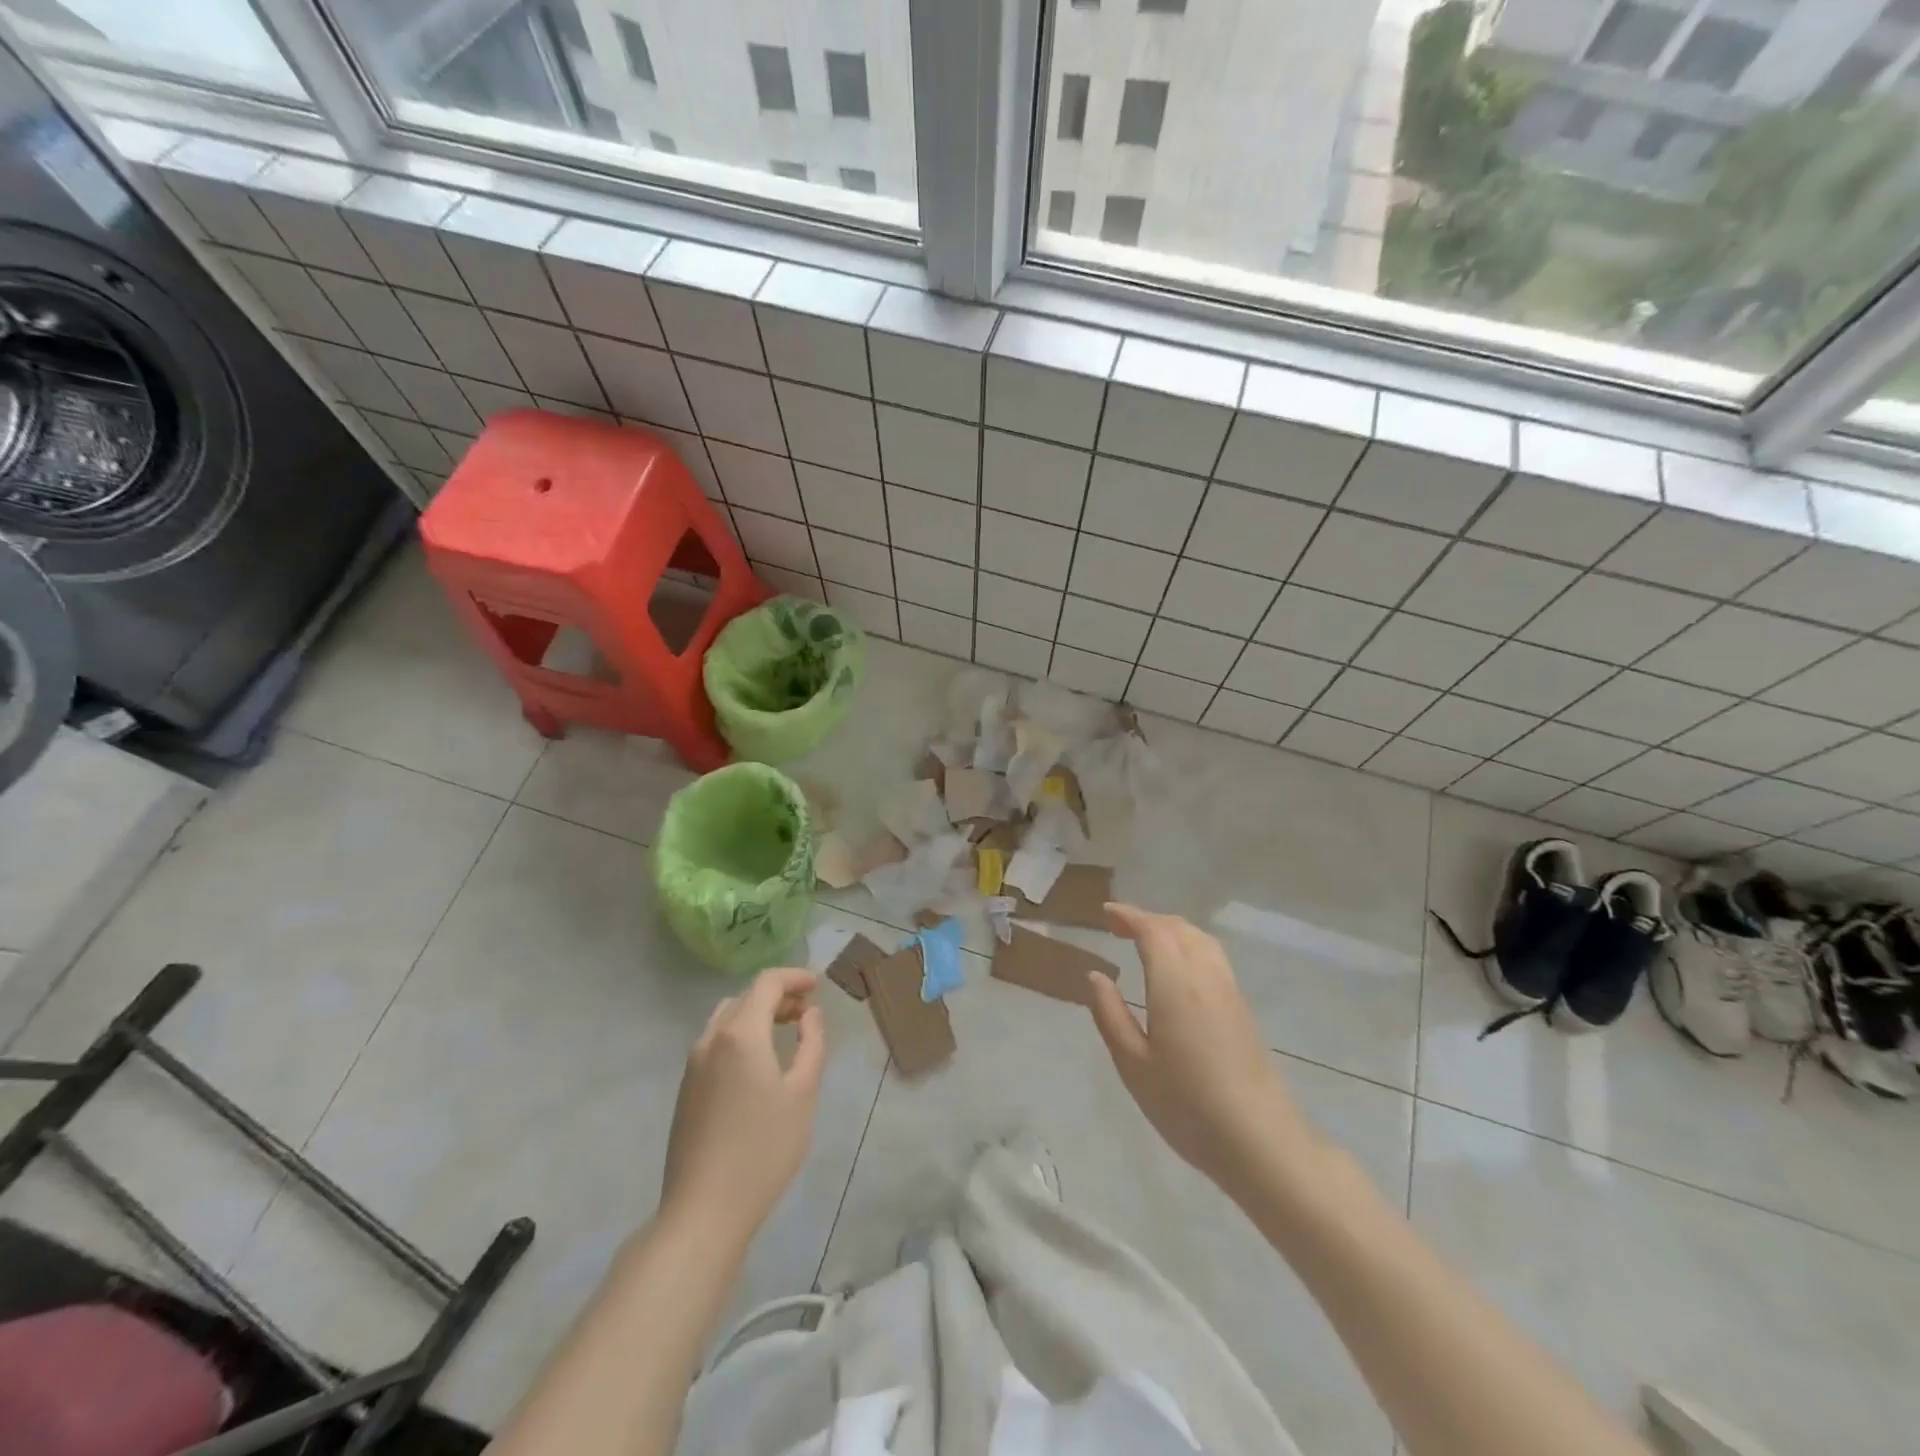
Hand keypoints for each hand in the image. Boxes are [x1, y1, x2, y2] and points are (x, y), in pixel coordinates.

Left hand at [661, 968, 825, 1240]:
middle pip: (745, 998)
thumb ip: (812, 1044)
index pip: (766, 983)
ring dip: (756, 1015)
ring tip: (784, 1033)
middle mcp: (711, 1039)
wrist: (703, 1211)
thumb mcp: (803, 1093)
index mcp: (740, 1033)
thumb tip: (810, 1014)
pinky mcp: (686, 1090)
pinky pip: (715, 1043)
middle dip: (777, 996)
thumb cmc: (763, 1149)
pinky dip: (740, 1035)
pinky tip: (758, 1064)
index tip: (818, 985)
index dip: (794, 977)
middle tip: (806, 1012)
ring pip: (726, 1019)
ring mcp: (693, 1065)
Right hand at [1086, 904, 1317, 1198]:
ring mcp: (1229, 991)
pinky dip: (1189, 945)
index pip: (1152, 930)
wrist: (1261, 1141)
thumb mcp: (1133, 1065)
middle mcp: (1204, 977)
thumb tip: (1096, 975)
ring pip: (1200, 939)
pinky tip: (1178, 968)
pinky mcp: (1242, 1008)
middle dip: (1147, 919)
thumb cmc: (1187, 1106)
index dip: (1128, 916)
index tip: (1105, 913)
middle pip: (1178, 928)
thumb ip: (1111, 1015)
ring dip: (1171, 929)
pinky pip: (1213, 956)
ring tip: (1146, 941)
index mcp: (1174, 985)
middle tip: (1118, 926)